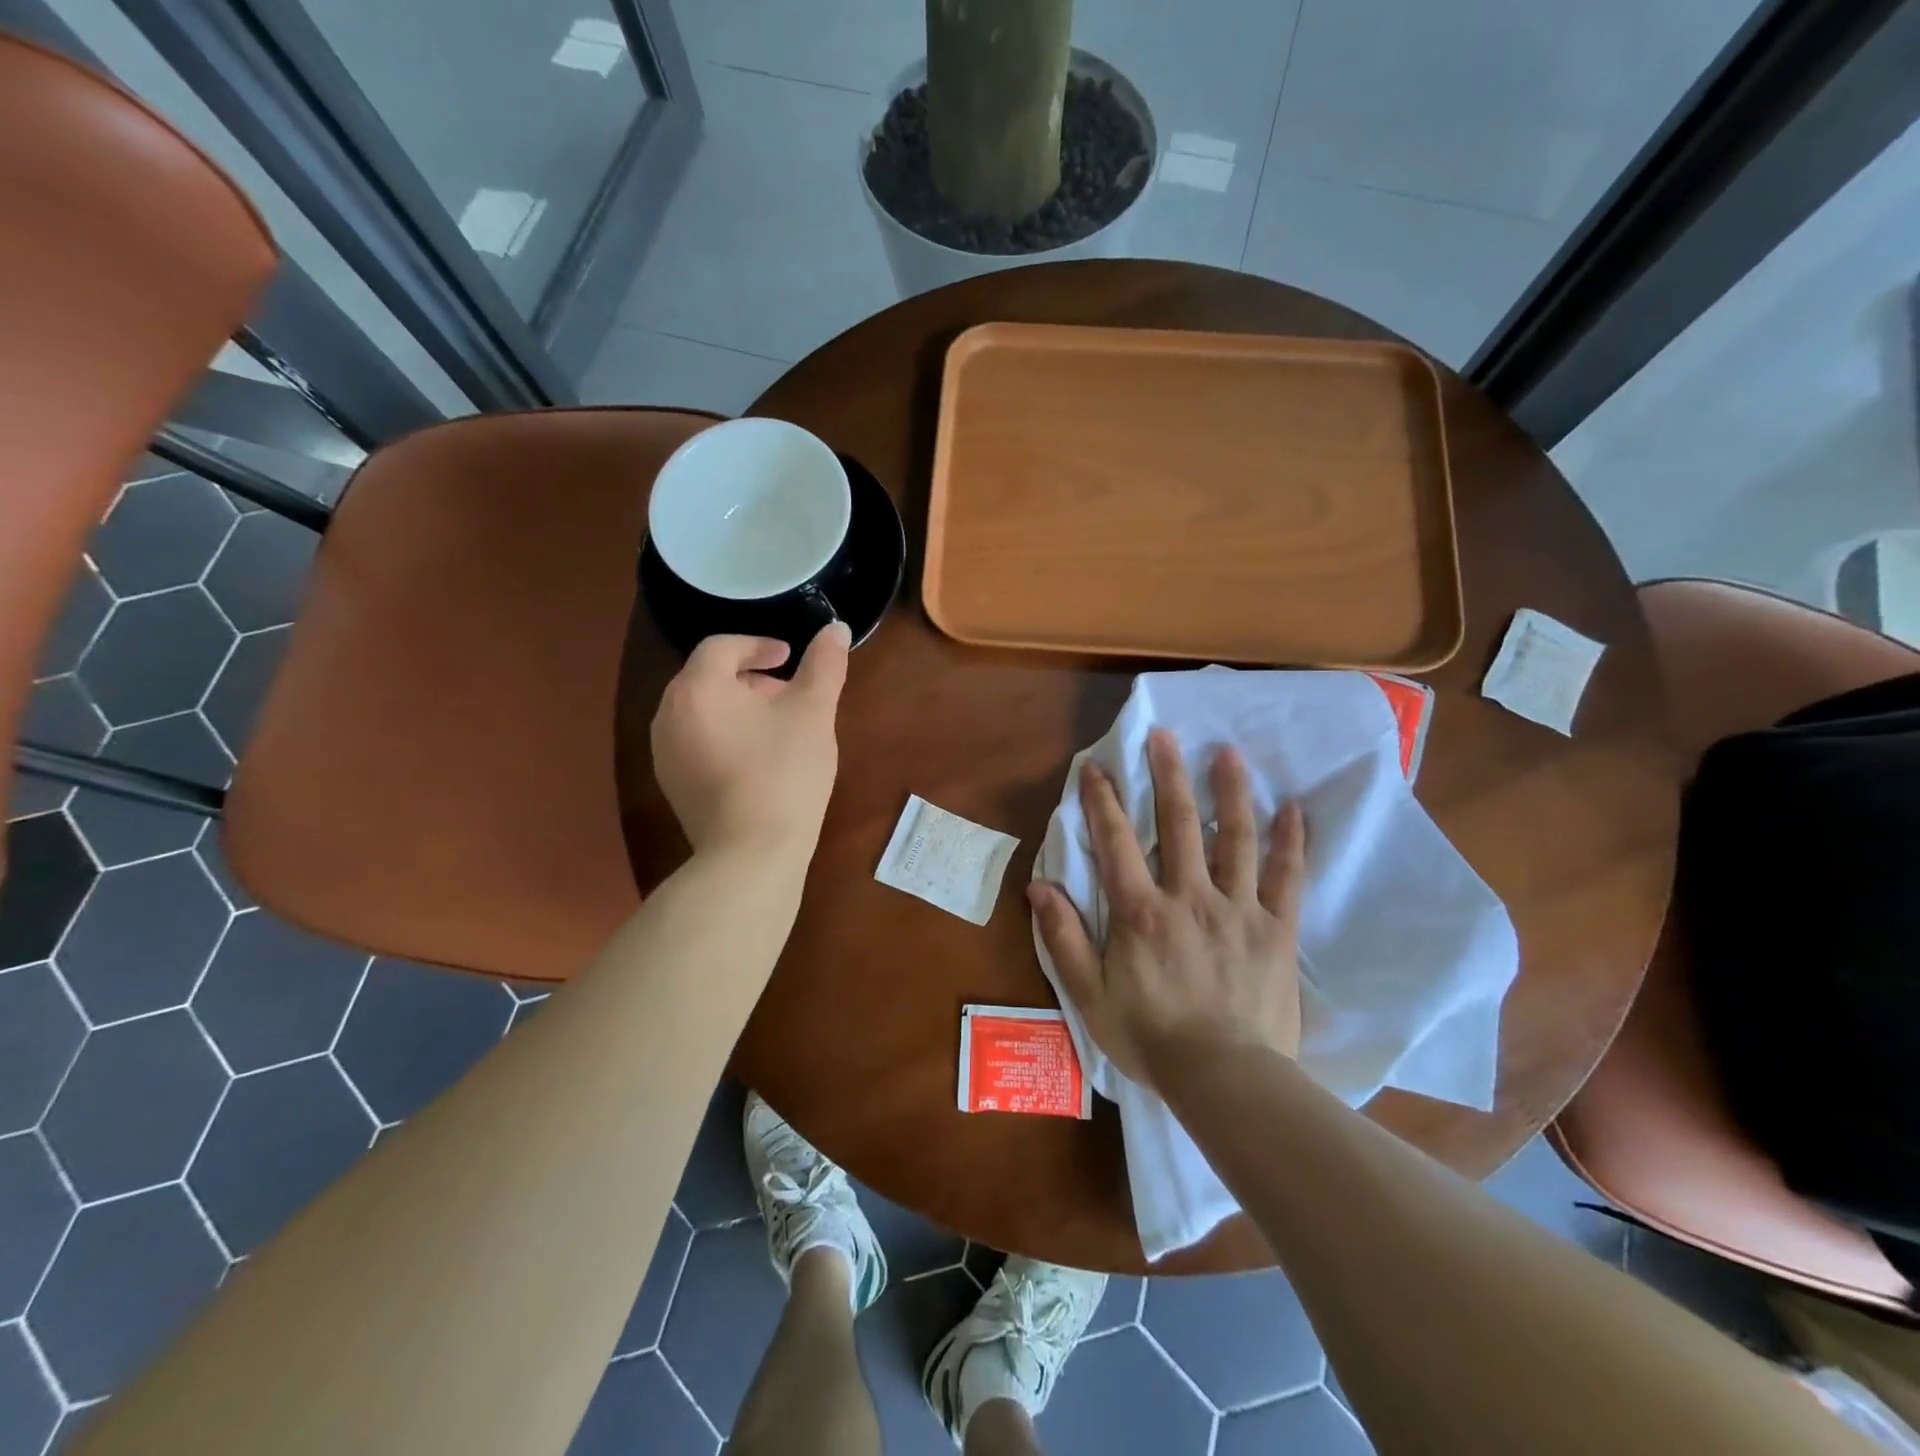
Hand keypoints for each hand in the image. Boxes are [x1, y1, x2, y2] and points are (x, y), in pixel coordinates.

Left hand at [650, 624, 850, 857]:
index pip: (722, 646)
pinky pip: (696, 741)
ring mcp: (665, 753)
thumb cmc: (783, 773)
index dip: (759, 644)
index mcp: (697, 688)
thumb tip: (836, 627)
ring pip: (701, 710)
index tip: (789, 657)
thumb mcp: (813, 712)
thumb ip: (825, 664)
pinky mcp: (673, 785)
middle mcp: (668, 715)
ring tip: (775, 724)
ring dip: (737, 705)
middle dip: (749, 676)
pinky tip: (757, 759)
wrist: (751, 855)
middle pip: (707, 677)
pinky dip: (724, 734)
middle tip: (787, 690)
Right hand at [1030, 729, 1306, 1086]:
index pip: (1116, 842)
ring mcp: (1238, 909)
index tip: (1096, 766)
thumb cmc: (1151, 1039)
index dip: (1102, 801)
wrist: (1226, 1080)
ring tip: (1228, 754)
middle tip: (1165, 735)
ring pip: (1235, 839)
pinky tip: (1293, 809)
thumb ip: (1064, 938)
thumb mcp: (1090, 995)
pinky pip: (1286, 878)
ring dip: (1230, 792)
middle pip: (1178, 825)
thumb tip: (1040, 887)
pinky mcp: (1276, 929)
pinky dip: (1290, 842)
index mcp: (1141, 911)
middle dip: (1168, 776)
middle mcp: (1189, 896)